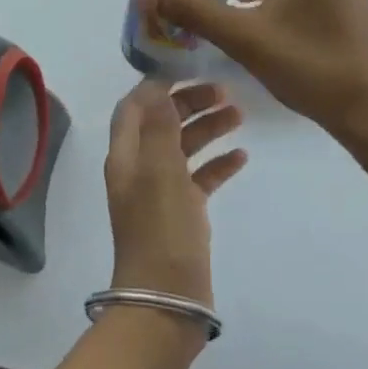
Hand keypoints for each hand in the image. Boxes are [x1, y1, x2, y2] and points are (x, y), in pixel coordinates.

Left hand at [102, 80, 245, 308]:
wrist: (166, 300)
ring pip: (183, 147)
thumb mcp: (160, 171)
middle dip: (190, 102)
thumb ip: (158, 126)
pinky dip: (217, 163)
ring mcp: (160, 192)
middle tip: (226, 91)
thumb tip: (157, 86)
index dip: (157, 84)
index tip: (190, 68)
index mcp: (126, 155)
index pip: (133, 106)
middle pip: (161, 122)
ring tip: (240, 115)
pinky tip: (241, 157)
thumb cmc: (161, 230)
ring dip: (207, 128)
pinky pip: (199, 178)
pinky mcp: (182, 214)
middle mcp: (139, 168)